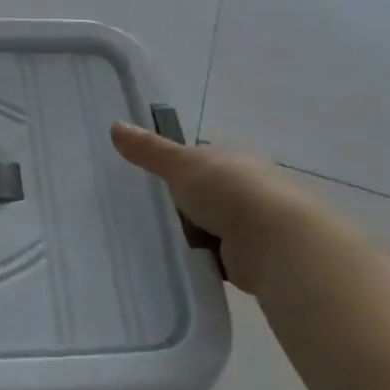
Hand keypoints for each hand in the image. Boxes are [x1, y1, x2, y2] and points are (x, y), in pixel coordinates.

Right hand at [110, 124, 340, 295]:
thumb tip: (115, 126)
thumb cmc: (228, 190)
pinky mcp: (254, 257)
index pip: (204, 158)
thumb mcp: (180, 164)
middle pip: (209, 192)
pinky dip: (205, 260)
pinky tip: (182, 263)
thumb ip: (149, 150)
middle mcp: (249, 186)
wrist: (274, 241)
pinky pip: (220, 256)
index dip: (181, 166)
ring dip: (196, 233)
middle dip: (187, 202)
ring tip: (159, 239)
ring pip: (215, 225)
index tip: (155, 178)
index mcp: (235, 157)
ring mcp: (254, 223)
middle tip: (150, 211)